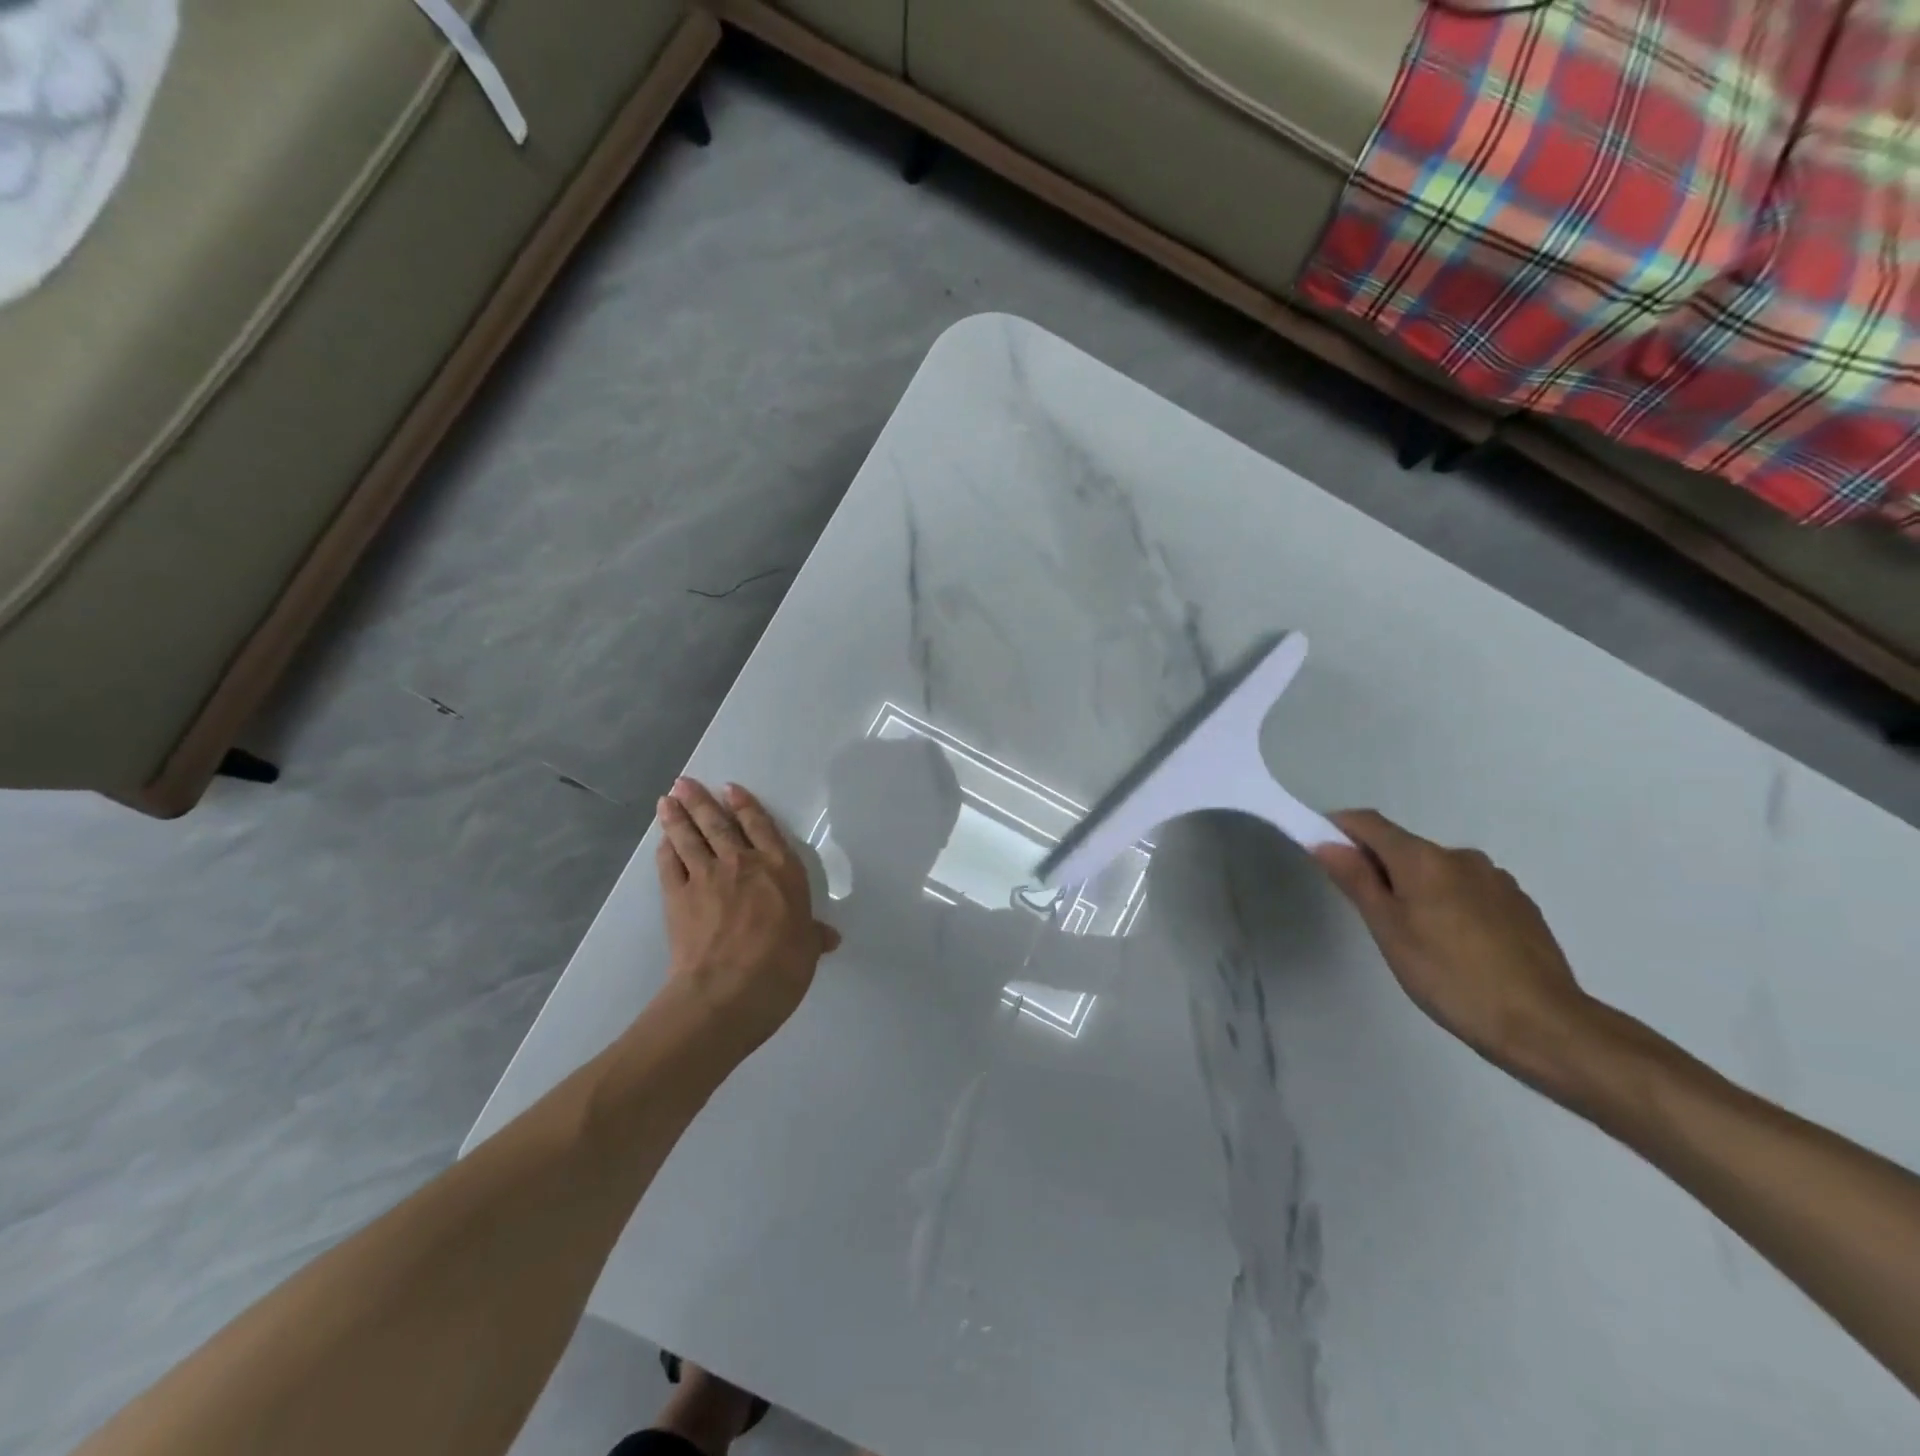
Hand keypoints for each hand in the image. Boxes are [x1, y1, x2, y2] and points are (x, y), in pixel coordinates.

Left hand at [655, 778, 840, 1043]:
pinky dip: (665, 850)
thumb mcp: (807, 950)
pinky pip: (670, 865)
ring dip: (677, 817)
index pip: (762, 827)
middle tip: (684, 782)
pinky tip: (662, 841)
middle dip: (701, 801)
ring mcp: (707, 877)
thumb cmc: (780, 967)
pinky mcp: (678, 897)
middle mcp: (743, 864)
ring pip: (690, 838)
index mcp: (780, 870)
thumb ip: (813, 936)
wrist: (728, 991)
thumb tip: (829, 937)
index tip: (730, 789)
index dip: (746, 806)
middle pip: (719, 824)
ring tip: (667, 798)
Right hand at [1313, 810, 1593, 1078]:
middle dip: (1379, 868)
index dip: (1339, 828)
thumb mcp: (1388, 929)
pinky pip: (1468, 890)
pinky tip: (1456, 946)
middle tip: (1369, 913)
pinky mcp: (1520, 905)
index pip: (1369, 823)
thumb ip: (1356, 880)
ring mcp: (1496, 879)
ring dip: (1416, 887)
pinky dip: (1449, 903)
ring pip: (1438, 870)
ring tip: (1416, 937)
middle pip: (1404, 847)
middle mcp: (1460, 856)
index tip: (1322, 851)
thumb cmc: (1449, 976)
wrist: (1543, 1024)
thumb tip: (1326, 841)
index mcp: (1423, 858)